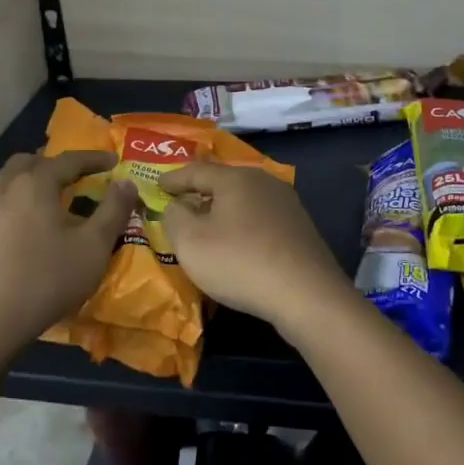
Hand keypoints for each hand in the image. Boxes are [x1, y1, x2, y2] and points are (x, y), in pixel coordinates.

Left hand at [0, 151, 138, 366]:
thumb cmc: (44, 282)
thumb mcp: (93, 248)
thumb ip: (114, 210)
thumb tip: (126, 182)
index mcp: (35, 183)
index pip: (69, 159)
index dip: (94, 158)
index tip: (114, 160)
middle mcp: (3, 187)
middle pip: (31, 162)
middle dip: (56, 164)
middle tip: (77, 177)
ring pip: (7, 180)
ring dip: (30, 180)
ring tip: (48, 198)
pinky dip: (13, 202)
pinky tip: (23, 227)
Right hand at [159, 164, 348, 333]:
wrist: (306, 294)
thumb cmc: (240, 262)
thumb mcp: (190, 242)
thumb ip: (175, 217)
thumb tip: (177, 204)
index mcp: (235, 178)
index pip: (196, 170)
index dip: (173, 179)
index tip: (157, 185)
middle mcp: (263, 182)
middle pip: (223, 182)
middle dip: (200, 191)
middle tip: (180, 201)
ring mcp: (286, 204)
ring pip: (244, 199)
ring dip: (223, 209)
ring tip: (206, 222)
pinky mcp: (299, 227)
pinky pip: (260, 218)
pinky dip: (242, 224)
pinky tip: (237, 241)